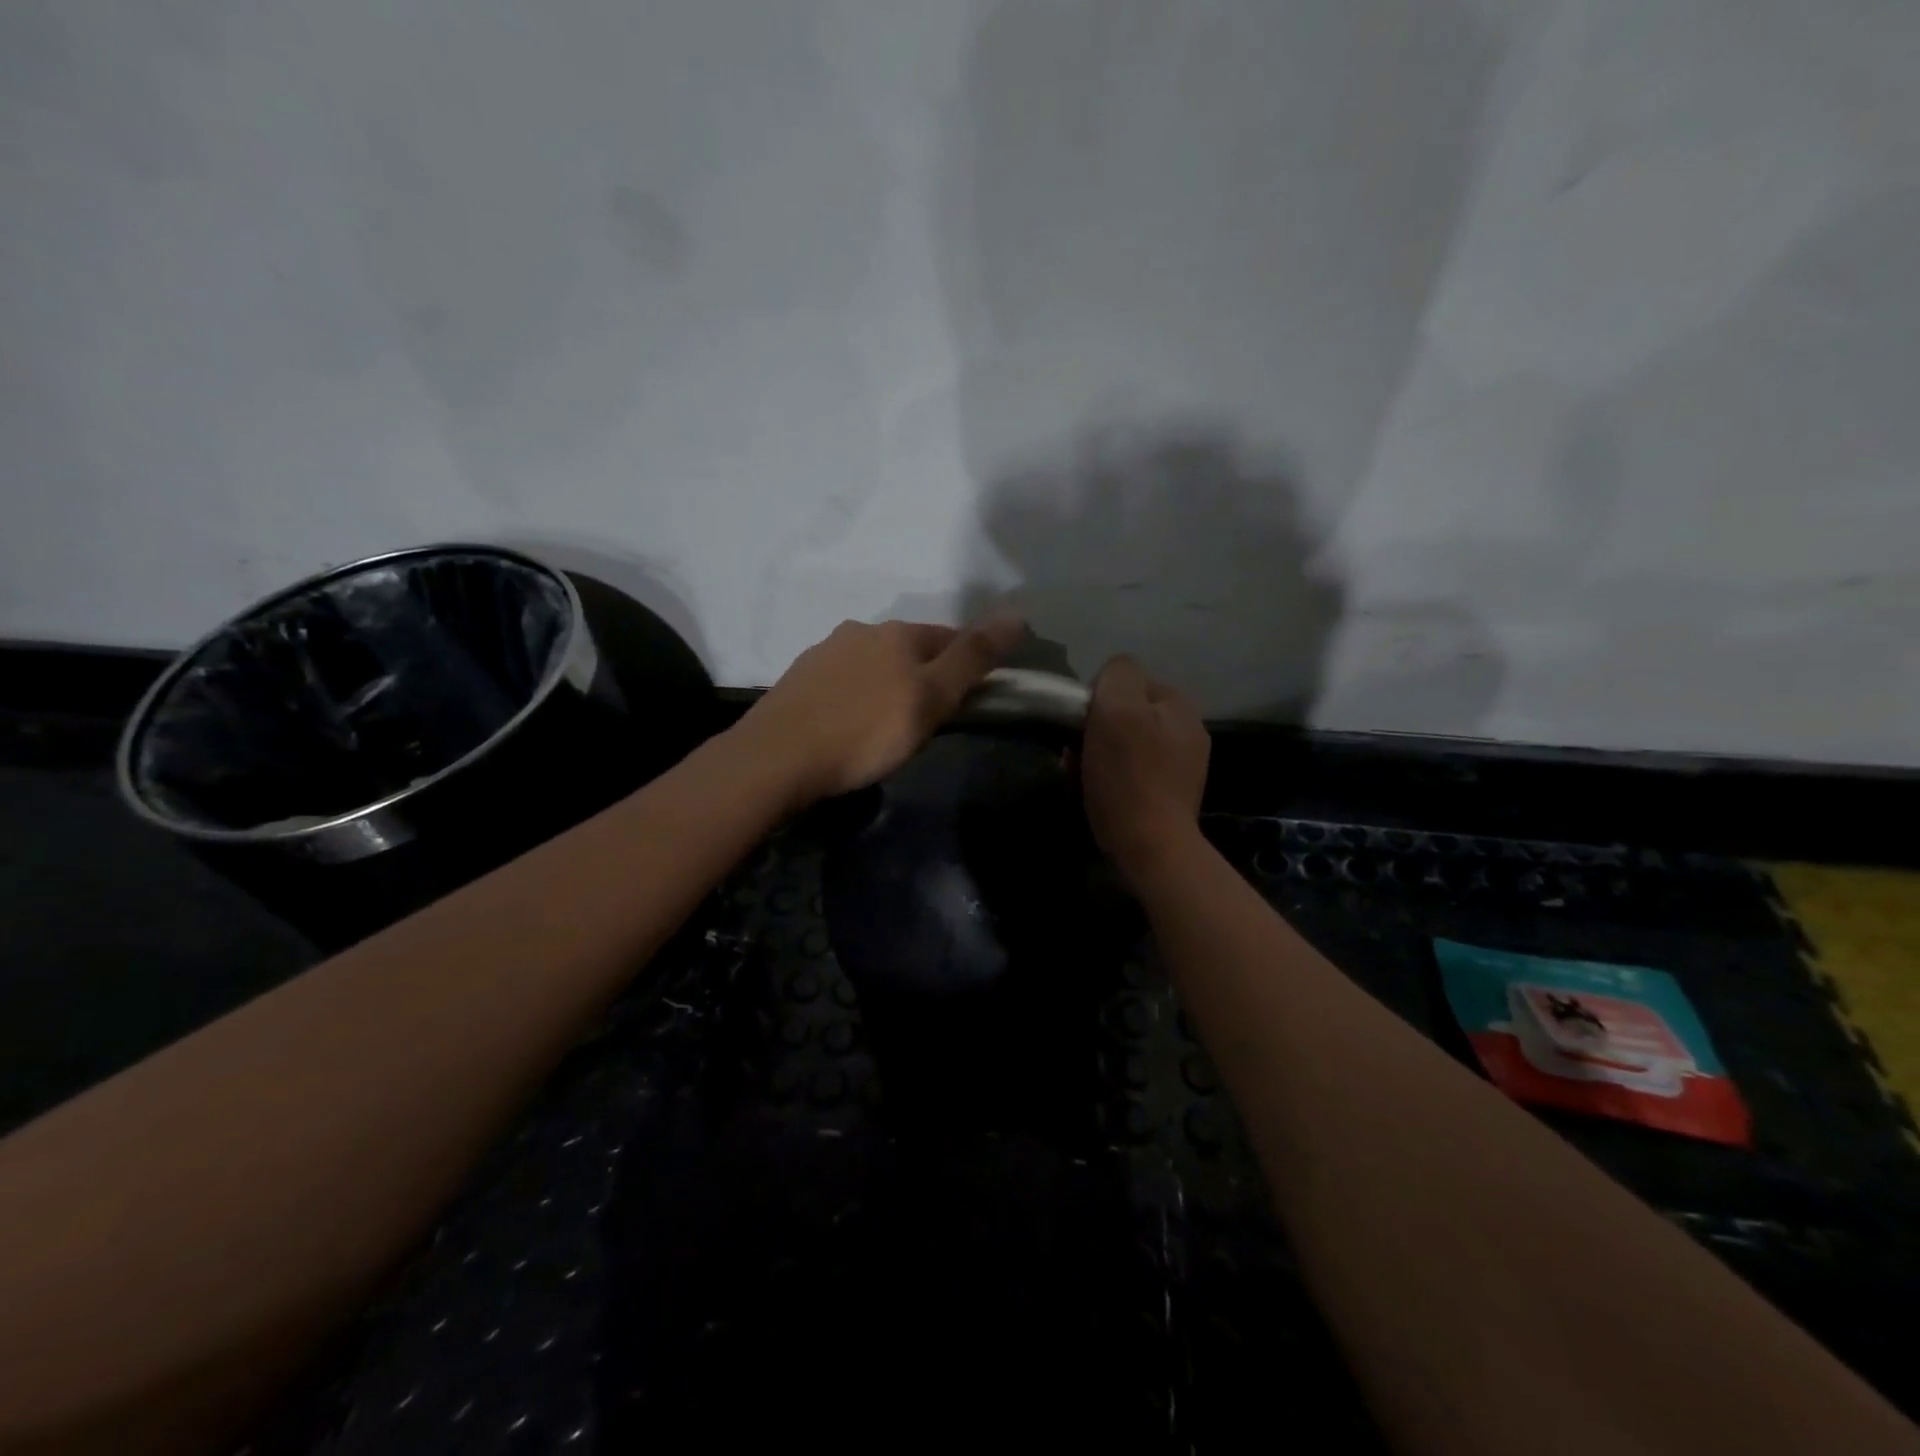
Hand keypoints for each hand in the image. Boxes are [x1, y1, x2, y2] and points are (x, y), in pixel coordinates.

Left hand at [739, 613, 1027, 805]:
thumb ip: (973, 659)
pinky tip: (850, 723)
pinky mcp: (799, 679)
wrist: (780, 756)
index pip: (949, 637)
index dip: (966, 663)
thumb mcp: (932, 699)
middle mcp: (860, 631)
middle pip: (908, 648)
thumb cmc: (867, 731)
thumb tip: (1018, 615)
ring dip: (888, 683)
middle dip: (925, 674)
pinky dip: (856, 696)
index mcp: (898, 634)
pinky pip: (842, 681)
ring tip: (888, 725)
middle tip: (931, 717)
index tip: (971, 696)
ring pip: (873, 663)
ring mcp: (824, 652)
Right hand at [1081, 655, 1210, 882]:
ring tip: (1082, 777)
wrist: (1151, 848)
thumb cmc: (1129, 776)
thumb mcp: (1117, 709)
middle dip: (1097, 729)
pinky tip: (1100, 794)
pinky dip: (1113, 778)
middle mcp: (1188, 730)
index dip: (1096, 698)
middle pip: (1126, 714)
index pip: (1127, 680)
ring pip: (1126, 744)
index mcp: (1179, 704)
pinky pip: (1133, 772)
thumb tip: (1111, 676)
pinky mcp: (1171, 796)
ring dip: (1100, 754)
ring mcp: (1183, 766)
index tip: (1079, 726)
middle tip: (1075, 754)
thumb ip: (1117, 674)